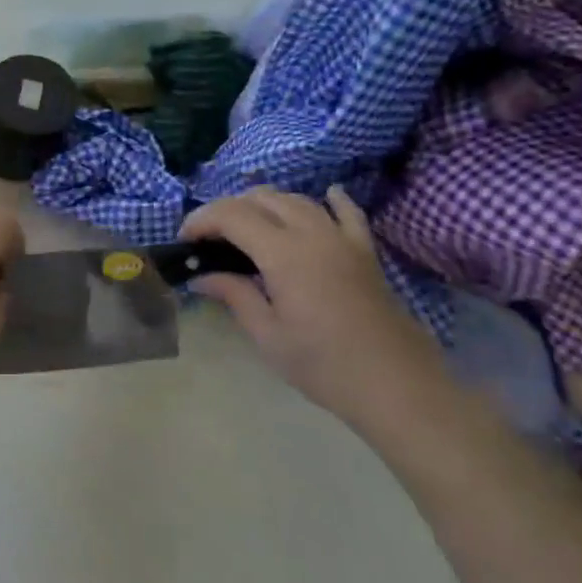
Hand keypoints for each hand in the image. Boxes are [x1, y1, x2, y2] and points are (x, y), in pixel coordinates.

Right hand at [180, 185, 441, 428]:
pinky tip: (325, 196)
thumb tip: (202, 276)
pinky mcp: (365, 252)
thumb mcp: (268, 335)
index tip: (185, 239)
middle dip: (228, 209)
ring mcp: (343, 239)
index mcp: (284, 253)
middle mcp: (312, 233)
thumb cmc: (324, 366)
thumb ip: (234, 295)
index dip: (202, 219)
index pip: (232, 215)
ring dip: (265, 204)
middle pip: (261, 199)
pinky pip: (346, 212)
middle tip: (210, 238)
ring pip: (297, 200)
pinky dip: (330, 200)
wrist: (396, 386)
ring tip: (247, 227)